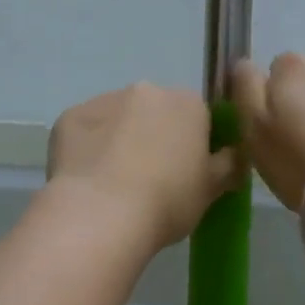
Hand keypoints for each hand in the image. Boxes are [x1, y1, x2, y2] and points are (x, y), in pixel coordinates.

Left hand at [46, 84, 242, 250]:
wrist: (101, 214)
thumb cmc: (167, 201)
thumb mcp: (211, 190)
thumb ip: (228, 166)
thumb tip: (235, 155)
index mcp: (187, 103)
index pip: (198, 116)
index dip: (193, 143)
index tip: (186, 171)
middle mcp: (146, 90)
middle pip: (156, 111)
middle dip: (154, 135)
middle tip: (151, 178)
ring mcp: (104, 100)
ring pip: (118, 117)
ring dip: (120, 138)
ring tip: (115, 182)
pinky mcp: (70, 117)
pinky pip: (86, 130)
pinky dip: (89, 148)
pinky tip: (89, 179)